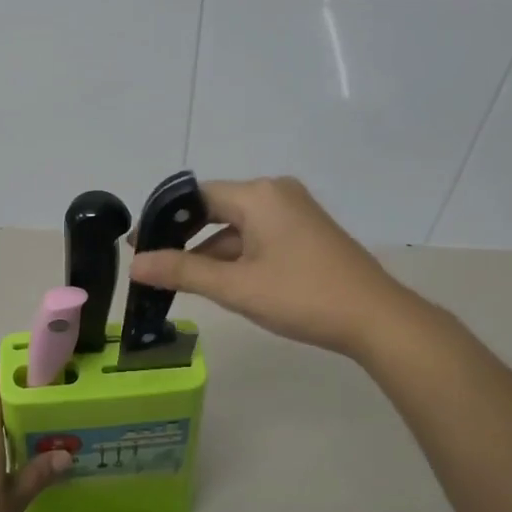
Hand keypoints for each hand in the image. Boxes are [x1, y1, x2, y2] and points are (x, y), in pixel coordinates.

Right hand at [127, 176, 421, 357]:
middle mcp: (276, 193)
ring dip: (211, 252)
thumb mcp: (237, 286)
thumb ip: (183, 272)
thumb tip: (136, 264)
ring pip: (238, 226)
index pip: (197, 196)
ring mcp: (295, 212)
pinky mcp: (306, 232)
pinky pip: (259, 236)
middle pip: (216, 208)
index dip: (163, 219)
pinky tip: (222, 282)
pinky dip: (237, 256)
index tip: (139, 245)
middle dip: (186, 238)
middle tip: (154, 264)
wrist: (376, 318)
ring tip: (181, 282)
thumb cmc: (302, 296)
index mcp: (259, 194)